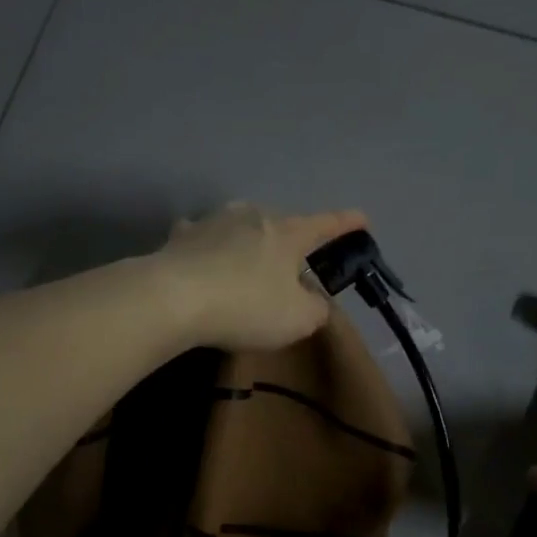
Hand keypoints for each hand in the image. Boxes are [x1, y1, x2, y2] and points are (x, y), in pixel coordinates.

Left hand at [153, 202, 368, 351]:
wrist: (173, 298)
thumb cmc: (246, 306)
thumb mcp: (297, 320)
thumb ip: (315, 310)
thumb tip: (314, 301)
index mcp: (287, 233)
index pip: (325, 225)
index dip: (346, 223)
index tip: (363, 218)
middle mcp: (253, 216)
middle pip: (280, 225)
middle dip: (289, 242)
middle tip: (292, 268)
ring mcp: (214, 221)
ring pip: (241, 227)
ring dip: (248, 243)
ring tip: (247, 266)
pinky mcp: (181, 236)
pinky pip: (203, 238)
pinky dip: (209, 248)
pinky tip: (204, 261)